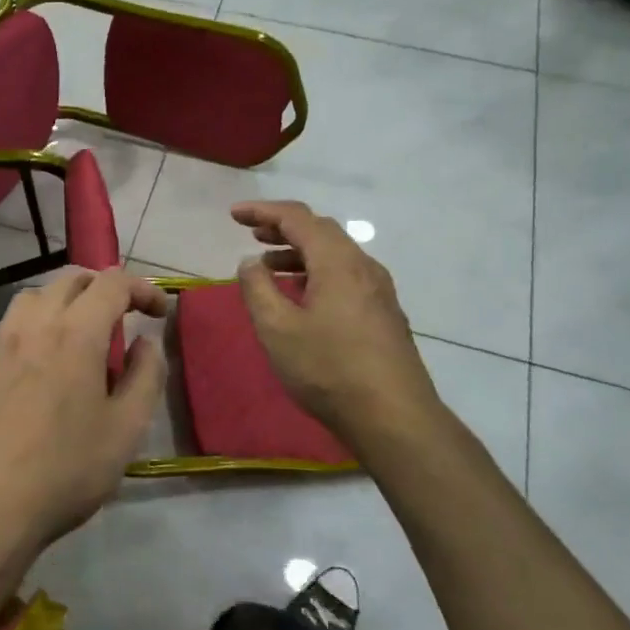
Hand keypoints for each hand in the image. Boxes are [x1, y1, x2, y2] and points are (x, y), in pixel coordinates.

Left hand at [0, 269, 168, 560]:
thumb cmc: (65, 470)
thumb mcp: (126, 429)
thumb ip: (146, 375)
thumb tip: (147, 340)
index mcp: (75, 333)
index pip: (112, 284)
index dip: (143, 289)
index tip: (161, 313)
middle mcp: (35, 323)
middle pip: (73, 278)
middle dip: (107, 287)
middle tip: (128, 317)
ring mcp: (2, 340)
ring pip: (39, 293)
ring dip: (70, 298)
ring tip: (87, 332)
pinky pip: (16, 317)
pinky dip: (41, 316)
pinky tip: (49, 354)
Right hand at [231, 201, 448, 452]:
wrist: (395, 417)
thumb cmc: (329, 369)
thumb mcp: (277, 330)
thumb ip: (258, 289)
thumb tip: (251, 262)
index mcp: (337, 262)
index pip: (297, 218)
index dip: (263, 211)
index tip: (234, 215)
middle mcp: (363, 266)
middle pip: (321, 231)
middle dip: (283, 228)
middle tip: (252, 235)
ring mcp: (379, 290)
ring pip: (335, 255)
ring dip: (300, 253)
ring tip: (269, 267)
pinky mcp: (384, 313)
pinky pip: (346, 276)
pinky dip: (317, 273)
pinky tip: (303, 297)